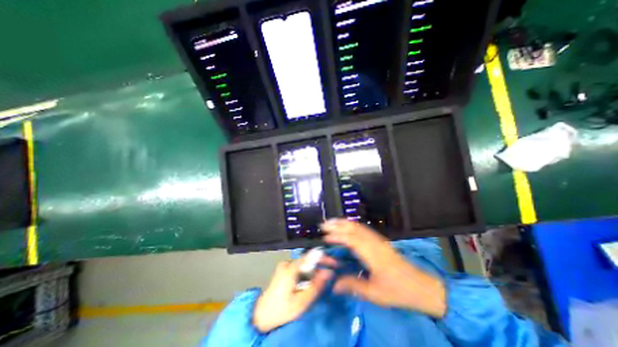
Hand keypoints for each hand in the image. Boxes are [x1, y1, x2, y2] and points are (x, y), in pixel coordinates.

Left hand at [253, 255, 335, 332]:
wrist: (261, 316)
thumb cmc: (282, 310)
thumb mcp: (301, 302)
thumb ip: (316, 286)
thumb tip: (329, 273)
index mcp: (291, 268)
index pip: (311, 257)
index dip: (324, 258)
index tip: (335, 263)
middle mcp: (288, 263)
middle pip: (308, 259)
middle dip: (320, 265)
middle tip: (331, 272)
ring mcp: (285, 266)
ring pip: (304, 264)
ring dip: (314, 270)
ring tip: (323, 278)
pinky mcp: (284, 270)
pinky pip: (299, 268)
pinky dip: (307, 273)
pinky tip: (311, 281)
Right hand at [322, 219, 447, 316]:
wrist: (423, 287)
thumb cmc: (398, 291)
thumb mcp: (375, 293)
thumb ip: (353, 286)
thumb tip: (333, 285)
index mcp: (372, 254)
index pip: (351, 239)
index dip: (337, 236)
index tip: (325, 237)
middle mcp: (374, 243)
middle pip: (354, 228)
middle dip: (338, 224)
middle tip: (324, 224)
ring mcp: (378, 241)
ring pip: (359, 226)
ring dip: (344, 223)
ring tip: (332, 223)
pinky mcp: (380, 242)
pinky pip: (363, 229)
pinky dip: (352, 226)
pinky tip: (347, 228)